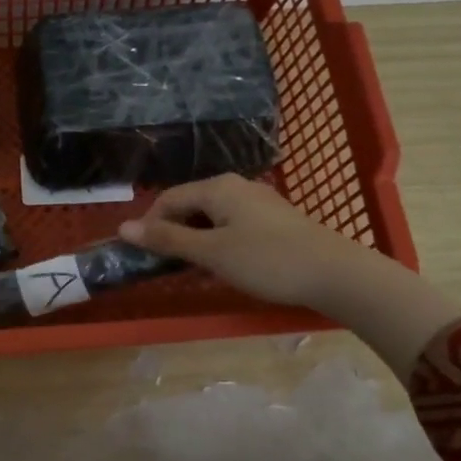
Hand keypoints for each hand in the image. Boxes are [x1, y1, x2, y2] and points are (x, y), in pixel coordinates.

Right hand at [118, 174, 460, 380]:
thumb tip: (123, 228)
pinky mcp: (275, 220)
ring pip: (211, 216)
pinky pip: (232, 224)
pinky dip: (218, 241)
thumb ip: (167, 240)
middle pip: (190, 205)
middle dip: (173, 233)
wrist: (337, 274)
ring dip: (196, 240)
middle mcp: (237, 186)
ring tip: (194, 268)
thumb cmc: (267, 260)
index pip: (169, 199)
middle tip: (167, 265)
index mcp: (218, 188)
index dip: (149, 226)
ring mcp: (259, 202)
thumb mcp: (211, 253)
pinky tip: (225, 264)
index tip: (142, 256)